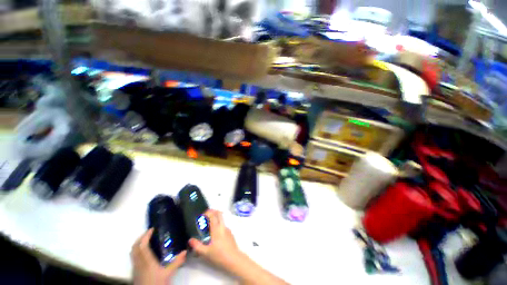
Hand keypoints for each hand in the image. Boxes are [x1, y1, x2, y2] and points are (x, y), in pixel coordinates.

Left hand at [131, 228, 185, 284]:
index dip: (145, 236)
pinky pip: (133, 257)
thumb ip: (176, 262)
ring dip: (138, 244)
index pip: (142, 245)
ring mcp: (135, 268)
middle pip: (135, 247)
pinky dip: (137, 251)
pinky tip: (144, 253)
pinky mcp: (134, 272)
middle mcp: (139, 263)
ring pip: (132, 252)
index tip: (152, 229)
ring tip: (146, 240)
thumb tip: (185, 251)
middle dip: (140, 238)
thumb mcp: (168, 274)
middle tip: (148, 232)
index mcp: (147, 261)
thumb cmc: (157, 283)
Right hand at [188, 210, 242, 271]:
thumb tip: (190, 240)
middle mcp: (223, 226)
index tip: (202, 215)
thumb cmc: (219, 255)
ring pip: (222, 219)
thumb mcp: (206, 253)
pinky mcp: (230, 233)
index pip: (213, 215)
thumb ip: (197, 246)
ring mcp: (227, 229)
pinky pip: (223, 225)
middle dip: (213, 211)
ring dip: (216, 217)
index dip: (208, 212)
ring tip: (209, 225)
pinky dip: (218, 224)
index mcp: (217, 229)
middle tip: (206, 215)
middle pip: (219, 213)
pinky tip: (215, 234)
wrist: (234, 259)